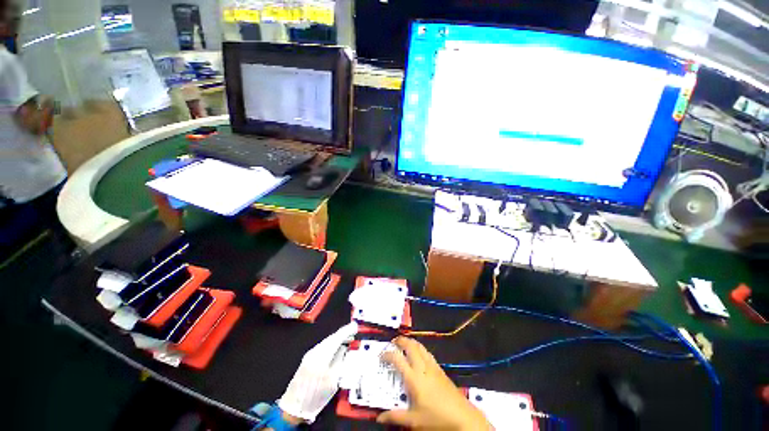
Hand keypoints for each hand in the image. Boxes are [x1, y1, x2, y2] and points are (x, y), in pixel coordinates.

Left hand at [276, 322, 357, 423]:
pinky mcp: (307, 359)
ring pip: (326, 342)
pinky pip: (322, 347)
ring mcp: (309, 355)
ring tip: (346, 339)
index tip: (355, 326)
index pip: (337, 338)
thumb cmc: (317, 396)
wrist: (295, 407)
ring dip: (337, 339)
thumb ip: (341, 361)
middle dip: (342, 334)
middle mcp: (314, 352)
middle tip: (353, 332)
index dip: (347, 331)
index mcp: (322, 357)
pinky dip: (331, 345)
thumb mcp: (334, 380)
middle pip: (331, 338)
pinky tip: (335, 347)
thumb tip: (345, 348)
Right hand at [377, 337, 491, 429]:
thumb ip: (395, 417)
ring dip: (411, 342)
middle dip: (401, 341)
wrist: (462, 417)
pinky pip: (428, 353)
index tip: (381, 355)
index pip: (397, 359)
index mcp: (414, 378)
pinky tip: (419, 353)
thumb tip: (379, 418)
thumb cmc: (436, 418)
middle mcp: (422, 367)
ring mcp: (433, 367)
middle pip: (410, 346)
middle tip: (393, 342)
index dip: (388, 354)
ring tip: (405, 343)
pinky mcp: (440, 369)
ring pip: (420, 347)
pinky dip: (420, 348)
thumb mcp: (414, 420)